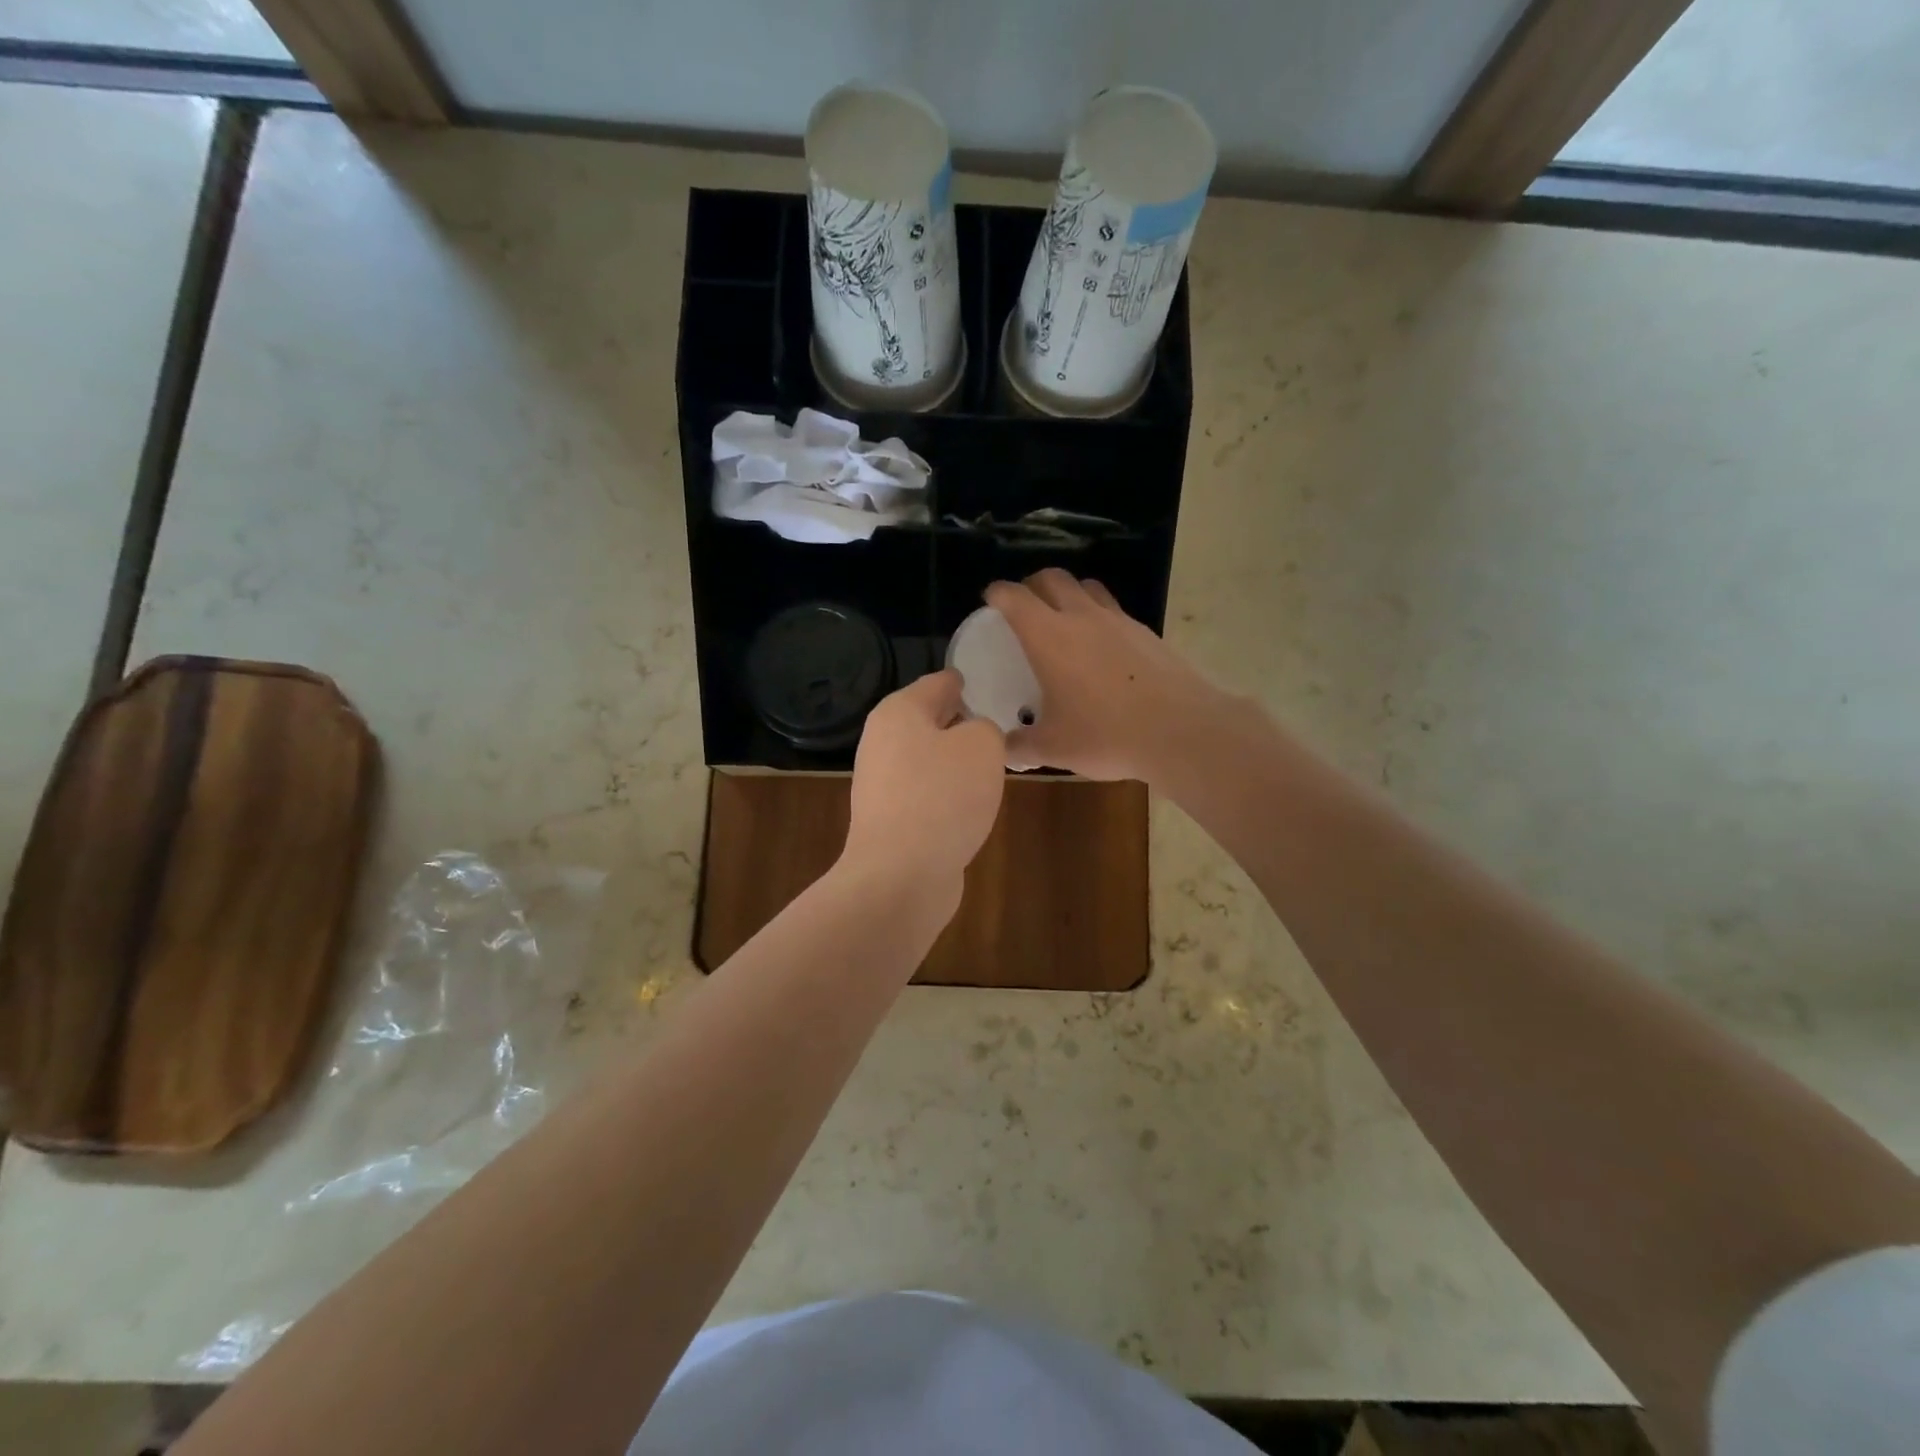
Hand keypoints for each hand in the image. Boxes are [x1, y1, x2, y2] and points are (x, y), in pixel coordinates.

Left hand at [843, 670, 1006, 907]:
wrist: (901, 875)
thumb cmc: (942, 796)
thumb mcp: (982, 746)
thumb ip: (986, 729)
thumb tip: (975, 737)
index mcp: (899, 713)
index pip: (937, 683)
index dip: (964, 681)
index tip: (987, 682)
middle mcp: (883, 743)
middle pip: (928, 722)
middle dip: (960, 722)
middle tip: (998, 721)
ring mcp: (882, 785)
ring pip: (928, 760)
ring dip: (956, 761)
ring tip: (992, 763)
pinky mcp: (890, 821)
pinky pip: (927, 794)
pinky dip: (948, 794)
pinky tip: (972, 803)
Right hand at [985, 570, 1231, 784]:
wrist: (1179, 731)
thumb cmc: (1106, 735)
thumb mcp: (1053, 748)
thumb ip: (1021, 746)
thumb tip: (1004, 749)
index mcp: (1049, 637)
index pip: (1014, 597)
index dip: (997, 594)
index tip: (990, 602)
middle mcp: (1082, 617)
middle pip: (1053, 578)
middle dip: (1032, 585)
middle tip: (1025, 608)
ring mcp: (1119, 621)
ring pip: (1088, 588)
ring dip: (1069, 594)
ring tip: (1064, 620)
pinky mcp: (1147, 633)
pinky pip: (1114, 611)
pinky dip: (1099, 617)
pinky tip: (1102, 648)